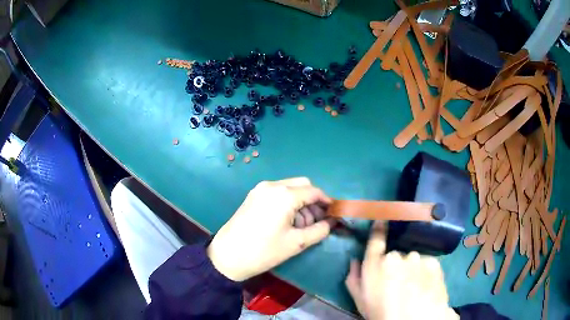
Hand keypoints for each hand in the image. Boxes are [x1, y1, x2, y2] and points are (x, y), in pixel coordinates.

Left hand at [207, 177, 332, 281]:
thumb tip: (332, 222)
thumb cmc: (264, 251)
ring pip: (290, 188)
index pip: (314, 191)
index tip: (333, 214)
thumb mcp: (297, 243)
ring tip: (301, 225)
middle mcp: (272, 185)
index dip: (327, 202)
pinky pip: (278, 192)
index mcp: (284, 194)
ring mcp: (260, 189)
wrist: (228, 256)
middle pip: (302, 185)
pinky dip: (288, 202)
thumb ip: (320, 230)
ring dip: (301, 202)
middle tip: (317, 221)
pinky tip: (287, 220)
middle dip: (313, 200)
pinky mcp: (253, 195)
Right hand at [345, 222, 458, 319]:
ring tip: (414, 287)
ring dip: (412, 269)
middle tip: (398, 283)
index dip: (379, 227)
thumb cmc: (382, 313)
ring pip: (412, 260)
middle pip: (396, 255)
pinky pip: (426, 263)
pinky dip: (425, 272)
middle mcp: (397, 256)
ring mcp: (417, 258)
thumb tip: (354, 260)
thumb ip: (354, 278)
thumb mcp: (360, 301)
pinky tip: (425, 286)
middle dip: (396, 265)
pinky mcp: (433, 262)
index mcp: (376, 264)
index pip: (376, 239)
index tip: (382, 218)